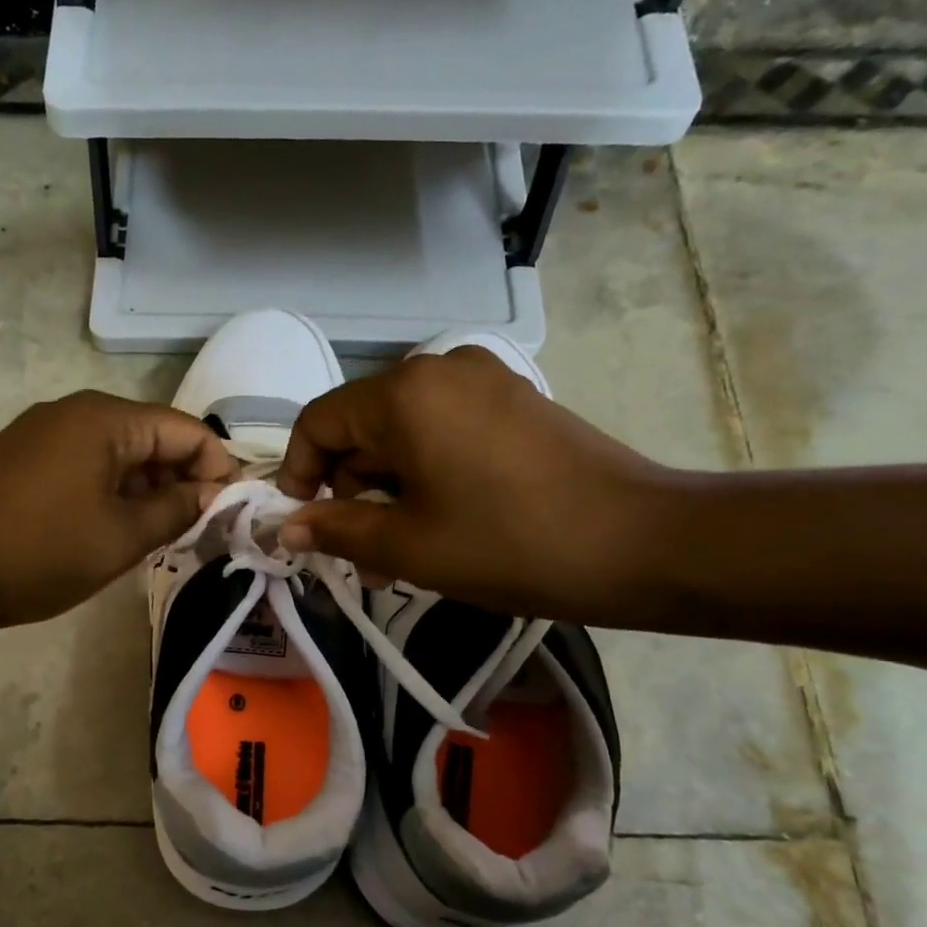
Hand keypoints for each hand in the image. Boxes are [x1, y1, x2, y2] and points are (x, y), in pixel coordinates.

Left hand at [0, 391, 235, 626]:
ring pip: (122, 453)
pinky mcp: (28, 455)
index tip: (228, 514)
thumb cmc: (41, 549)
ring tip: (160, 536)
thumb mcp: (121, 537)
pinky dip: (114, 491)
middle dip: (183, 481)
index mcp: (108, 420)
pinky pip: (89, 464)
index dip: (217, 469)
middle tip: (197, 532)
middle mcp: (79, 412)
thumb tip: (213, 491)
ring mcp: (48, 431)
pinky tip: (117, 528)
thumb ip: (176, 509)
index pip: (188, 431)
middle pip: (154, 438)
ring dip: (148, 490)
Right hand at [273, 348, 675, 623]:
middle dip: (350, 492)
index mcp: (405, 394)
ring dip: (388, 491)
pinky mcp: (515, 402)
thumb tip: (287, 528)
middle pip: (362, 427)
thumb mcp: (408, 545)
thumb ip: (336, 530)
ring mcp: (484, 380)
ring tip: (400, 554)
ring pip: (403, 434)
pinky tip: (440, 523)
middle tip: (361, 557)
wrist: (640, 543)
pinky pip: (444, 432)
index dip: (296, 472)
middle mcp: (440, 369)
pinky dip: (426, 474)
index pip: (319, 422)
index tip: (302, 523)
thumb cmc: (508, 544)